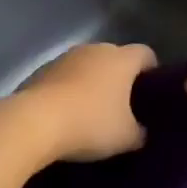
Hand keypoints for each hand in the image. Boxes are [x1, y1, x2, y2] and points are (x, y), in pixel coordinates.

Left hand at [17, 42, 156, 161]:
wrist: (35, 122)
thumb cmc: (90, 123)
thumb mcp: (127, 138)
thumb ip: (140, 132)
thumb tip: (140, 131)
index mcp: (121, 59)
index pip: (146, 54)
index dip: (152, 71)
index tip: (151, 93)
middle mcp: (94, 49)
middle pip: (114, 57)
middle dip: (120, 78)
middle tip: (123, 106)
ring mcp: (65, 57)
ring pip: (87, 65)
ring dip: (91, 82)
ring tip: (92, 111)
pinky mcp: (41, 69)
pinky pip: (64, 77)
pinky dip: (68, 89)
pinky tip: (66, 113)